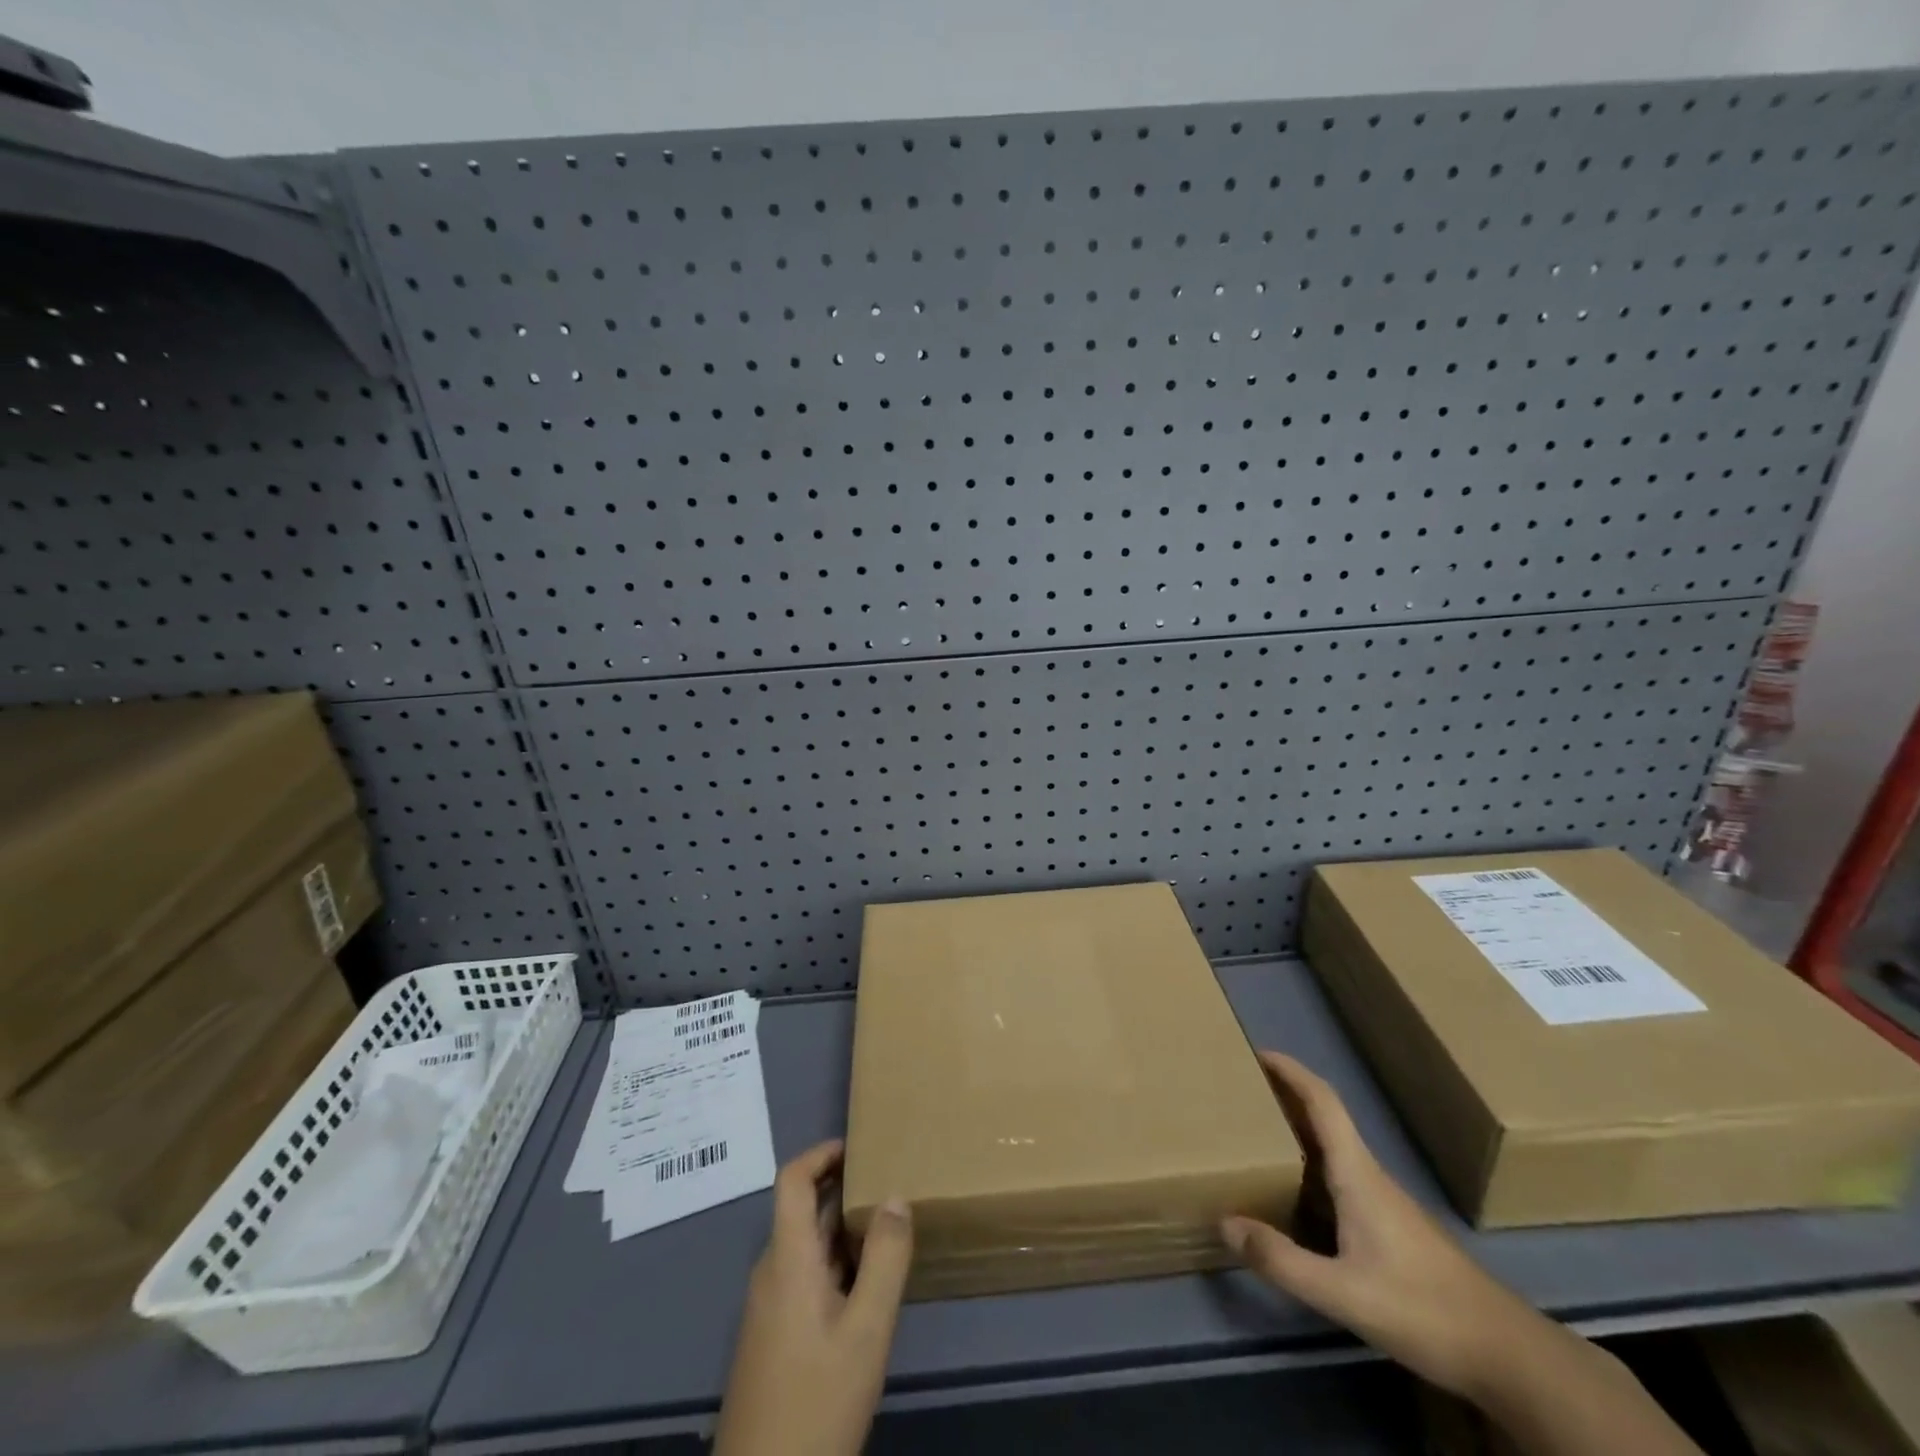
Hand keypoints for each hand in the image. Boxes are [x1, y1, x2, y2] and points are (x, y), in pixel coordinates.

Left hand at [713, 1140, 912, 1455]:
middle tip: (891, 1182)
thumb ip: (885, 1259)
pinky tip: (867, 1286)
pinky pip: (804, 1276)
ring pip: (807, 1246)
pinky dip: (836, 1262)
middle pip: (803, 1211)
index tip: (860, 1146)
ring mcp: (769, 1306)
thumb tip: (896, 1195)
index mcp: (787, 1259)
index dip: (821, 1153)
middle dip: (844, 1189)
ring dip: (843, 1228)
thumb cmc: (816, 1401)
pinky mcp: (773, 1336)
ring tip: (889, 1229)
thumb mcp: (866, 1330)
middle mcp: (771, 1272)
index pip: (792, 1179)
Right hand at [1221, 1051, 1540, 1400]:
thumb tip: (1223, 1222)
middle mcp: (1369, 1176)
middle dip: (1284, 1097)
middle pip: (1324, 1119)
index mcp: (1358, 1174)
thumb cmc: (1424, 1310)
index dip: (1291, 1071)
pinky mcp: (1391, 1228)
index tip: (1257, 1052)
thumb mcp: (1344, 1293)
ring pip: (1332, 1151)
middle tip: (1241, 1091)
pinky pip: (1339, 1180)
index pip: (1323, 1103)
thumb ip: (1282, 1260)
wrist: (1508, 1355)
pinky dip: (1308, 1169)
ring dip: (1295, 1132)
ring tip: (1253, 1137)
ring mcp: (1383, 1202)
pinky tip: (1292, 1197)